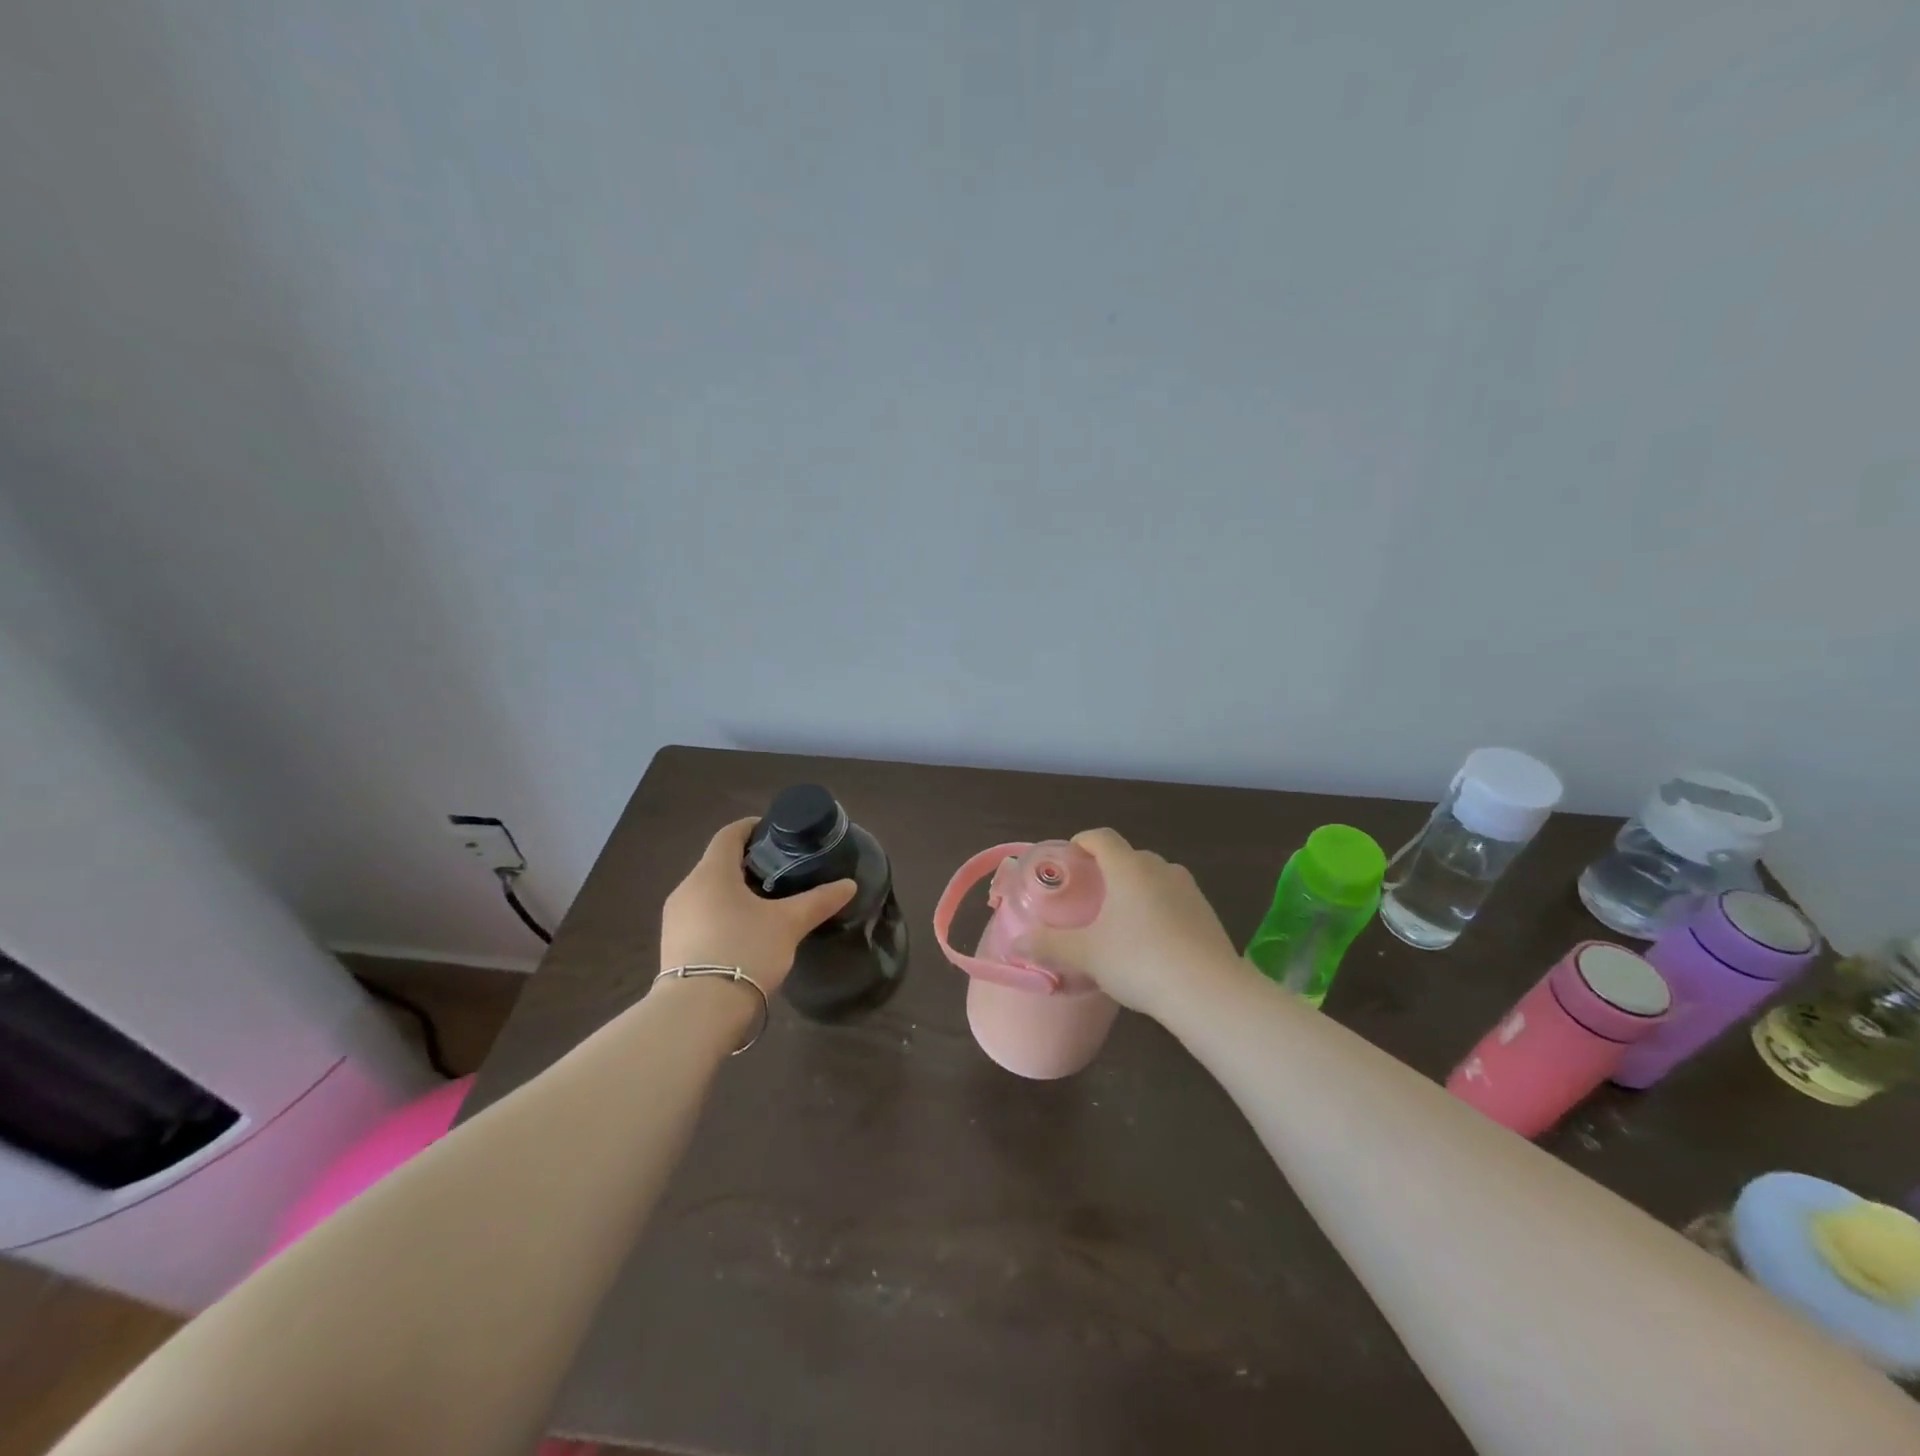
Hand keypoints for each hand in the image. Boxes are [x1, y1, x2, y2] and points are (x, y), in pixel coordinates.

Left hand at [659, 818, 855, 994]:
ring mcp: (675, 919)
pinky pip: (701, 917)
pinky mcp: (673, 946)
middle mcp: (686, 888)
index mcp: (711, 873)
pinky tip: (745, 933)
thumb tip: (849, 885)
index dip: (752, 827)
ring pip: (709, 892)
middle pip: (718, 863)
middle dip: (748, 863)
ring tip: (767, 904)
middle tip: (781, 871)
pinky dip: (723, 914)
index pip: (729, 834)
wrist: (698, 1012)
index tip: (776, 832)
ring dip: (735, 891)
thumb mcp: (789, 924)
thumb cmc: (744, 951)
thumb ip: (819, 901)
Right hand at [1015, 828, 1240, 1018]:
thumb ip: (1049, 945)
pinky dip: (1159, 909)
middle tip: (1090, 895)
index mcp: (1128, 867)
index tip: (1070, 858)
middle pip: (1129, 857)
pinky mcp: (1207, 914)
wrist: (1208, 991)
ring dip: (1137, 889)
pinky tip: (1152, 942)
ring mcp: (1189, 890)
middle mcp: (1160, 869)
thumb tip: (1015, 944)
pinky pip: (1175, 900)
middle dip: (1109, 869)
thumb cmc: (1138, 960)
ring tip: (1121, 919)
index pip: (1102, 837)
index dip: (1083, 842)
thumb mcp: (1086, 955)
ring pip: (1155, 878)